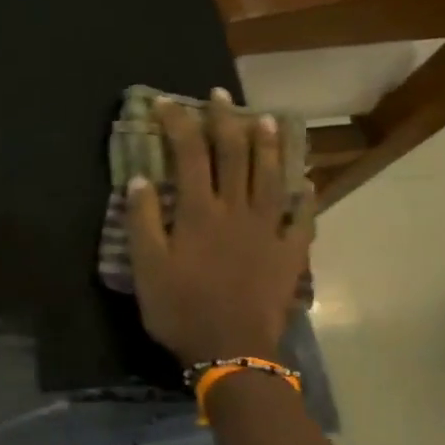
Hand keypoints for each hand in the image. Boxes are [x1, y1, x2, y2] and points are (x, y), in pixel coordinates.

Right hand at [127, 90, 314, 365]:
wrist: (230, 349)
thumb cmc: (180, 308)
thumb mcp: (146, 267)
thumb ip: (143, 220)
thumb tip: (140, 179)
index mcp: (199, 212)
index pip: (188, 155)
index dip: (177, 124)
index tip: (165, 103)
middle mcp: (237, 210)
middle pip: (234, 155)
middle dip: (224, 121)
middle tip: (219, 96)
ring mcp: (269, 230)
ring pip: (271, 176)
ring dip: (268, 144)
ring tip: (265, 118)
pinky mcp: (290, 253)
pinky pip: (303, 217)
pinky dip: (304, 196)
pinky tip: (305, 182)